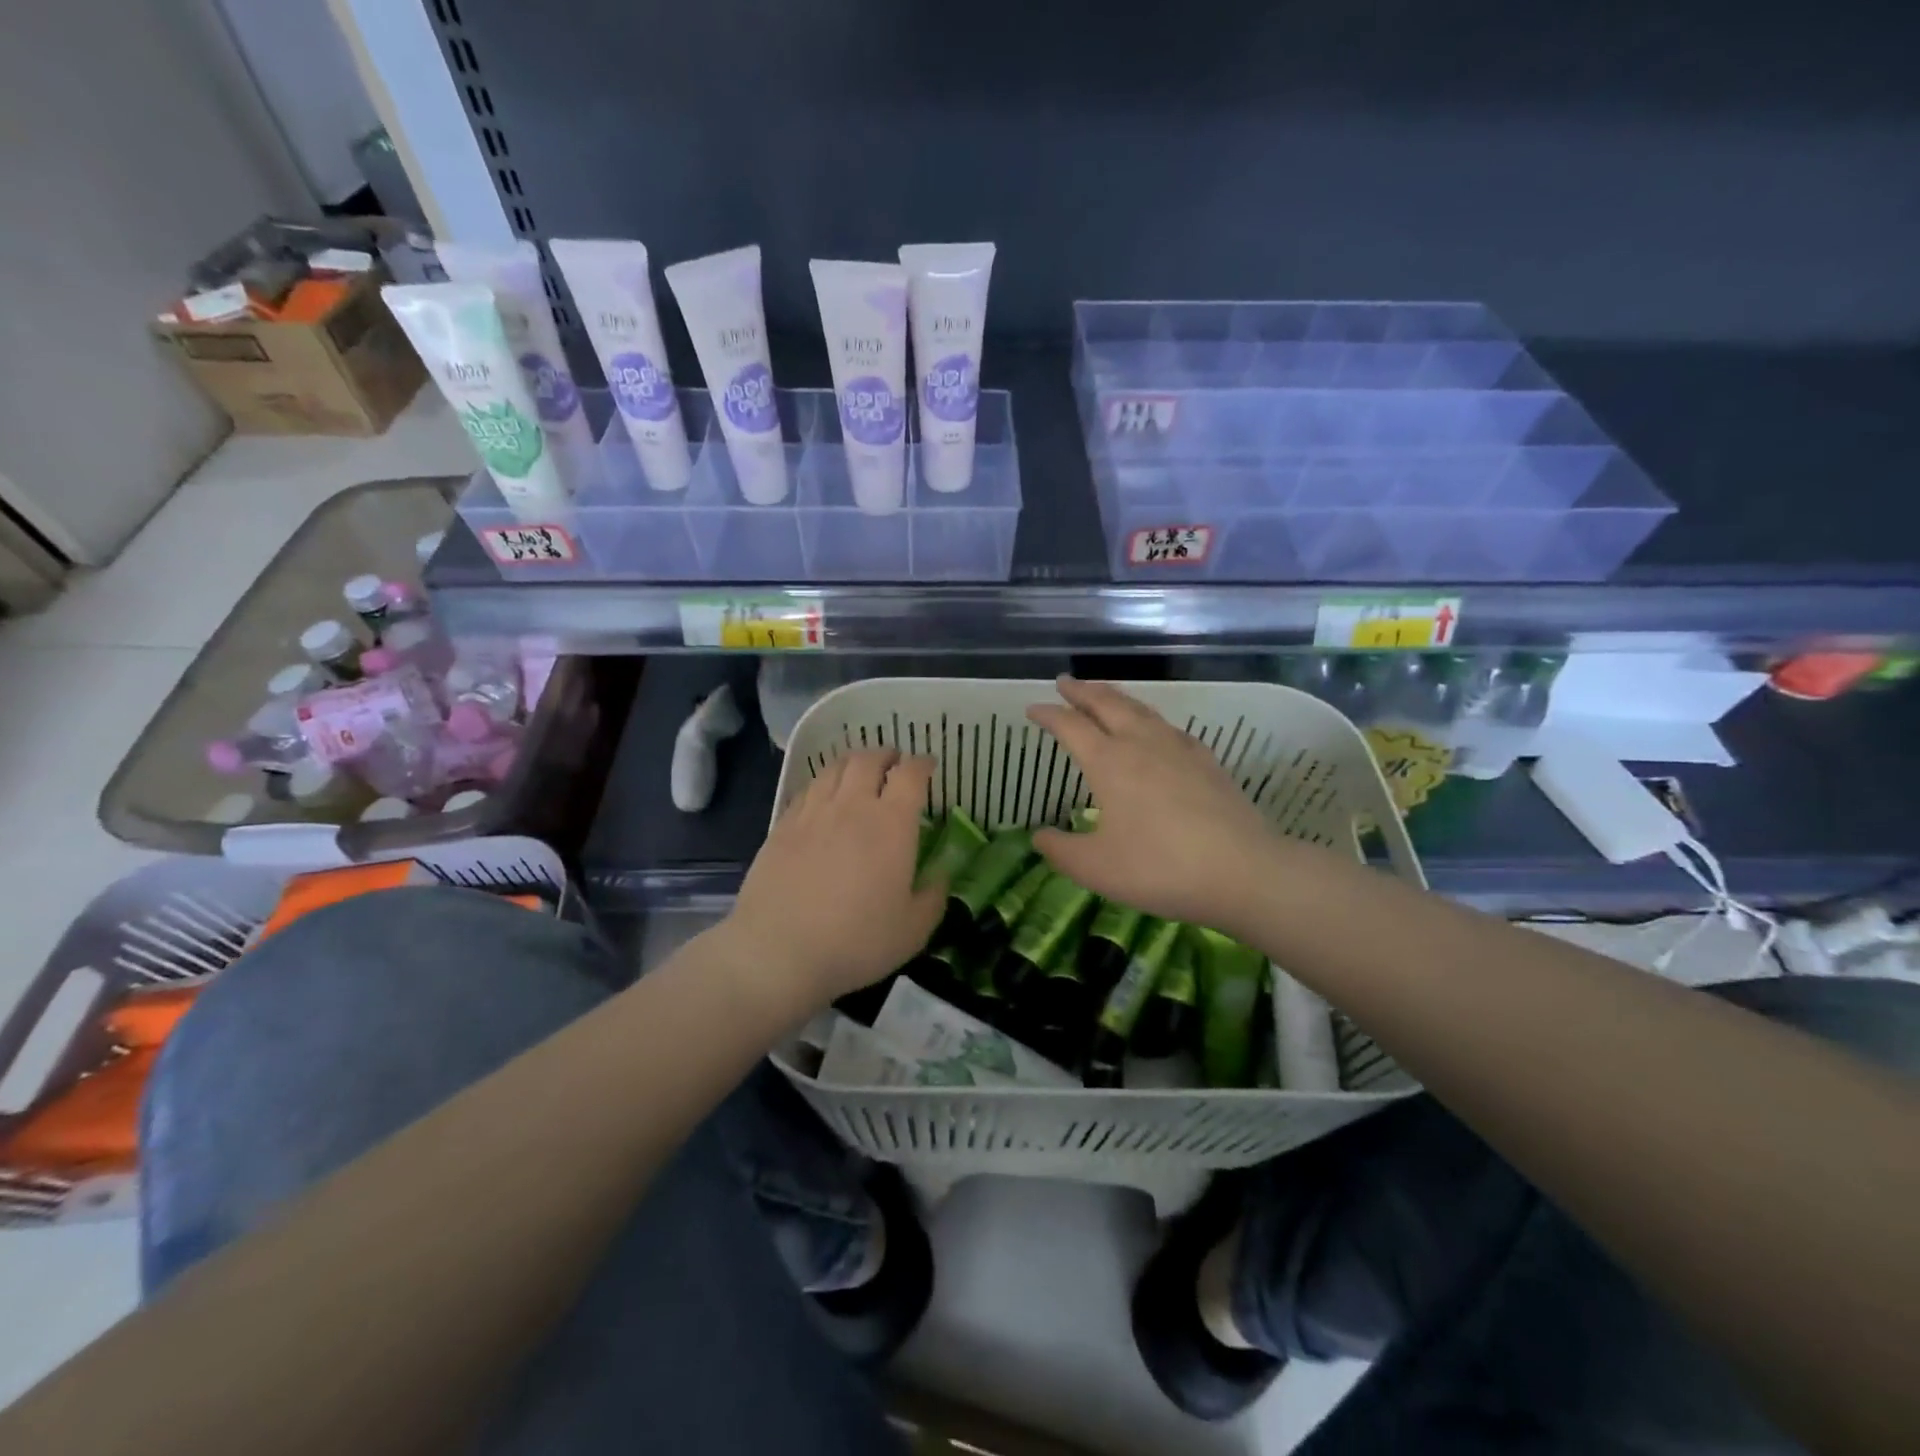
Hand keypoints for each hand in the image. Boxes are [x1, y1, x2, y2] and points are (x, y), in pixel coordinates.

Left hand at [723, 749, 946, 1009]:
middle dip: (886, 755)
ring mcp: (813, 813)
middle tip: (894, 763)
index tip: (928, 767)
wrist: (779, 951)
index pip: (911, 774)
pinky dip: (823, 784)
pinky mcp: (782, 826)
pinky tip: (823, 798)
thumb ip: (933, 896)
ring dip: (853, 763)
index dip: (922, 764)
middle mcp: (852, 805)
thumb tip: (940, 875)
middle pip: (869, 759)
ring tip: (859, 772)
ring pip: (834, 768)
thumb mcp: (913, 929)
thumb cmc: (856, 941)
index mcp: (892, 823)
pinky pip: (807, 790)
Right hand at [1028, 678, 1280, 932]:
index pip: (1071, 726)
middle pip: (1107, 704)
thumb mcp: (1095, 868)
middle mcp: (1141, 744)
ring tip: (1103, 693)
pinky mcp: (1207, 762)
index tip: (1033, 708)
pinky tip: (1156, 729)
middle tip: (1065, 681)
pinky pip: (1169, 727)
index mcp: (1109, 762)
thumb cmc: (1159, 868)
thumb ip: (1061, 850)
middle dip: (1082, 690)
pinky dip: (1150, 718)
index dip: (1049, 715)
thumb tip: (1039, 836)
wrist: (1242, 871)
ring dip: (1116, 697)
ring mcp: (1179, 749)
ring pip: (1141, 709)